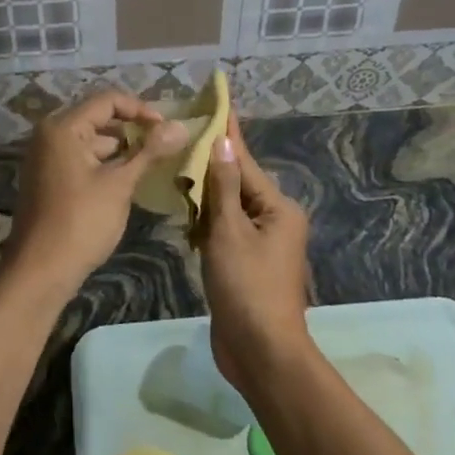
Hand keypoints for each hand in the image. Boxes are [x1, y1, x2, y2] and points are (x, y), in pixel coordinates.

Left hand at [3, 90, 188, 298]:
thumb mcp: (119, 184)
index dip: (141, 110)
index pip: (108, 101)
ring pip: (91, 141)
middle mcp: (49, 135)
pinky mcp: (49, 178)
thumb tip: (181, 126)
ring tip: (153, 164)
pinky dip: (105, 165)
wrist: (40, 271)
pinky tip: (128, 180)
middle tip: (165, 145)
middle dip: (133, 130)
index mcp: (62, 127)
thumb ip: (149, 152)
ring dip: (121, 150)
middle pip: (98, 119)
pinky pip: (81, 159)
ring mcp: (46, 158)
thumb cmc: (81, 223)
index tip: (167, 129)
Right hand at [200, 110, 310, 396]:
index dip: (228, 133)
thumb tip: (223, 143)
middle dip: (208, 165)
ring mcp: (260, 245)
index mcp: (277, 208)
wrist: (261, 352)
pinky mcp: (244, 265)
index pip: (244, 162)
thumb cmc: (247, 287)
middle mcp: (273, 221)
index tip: (218, 102)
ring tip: (176, 169)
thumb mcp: (230, 232)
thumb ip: (222, 187)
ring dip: (204, 197)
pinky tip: (184, 215)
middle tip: (181, 137)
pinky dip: (205, 225)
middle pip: (236, 183)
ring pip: (227, 208)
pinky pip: (223, 232)